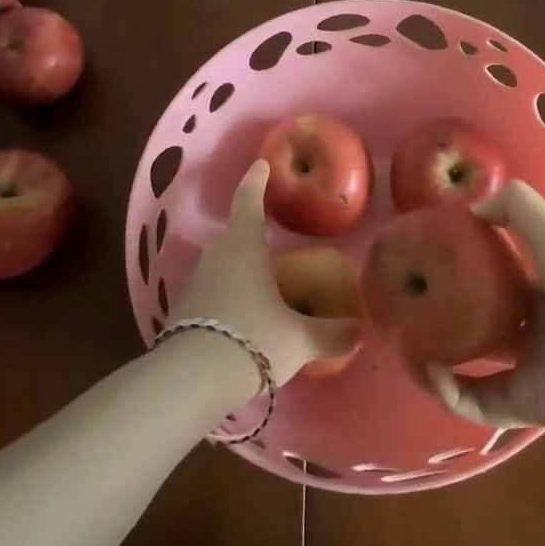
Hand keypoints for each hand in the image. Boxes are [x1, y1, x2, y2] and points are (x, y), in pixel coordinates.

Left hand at [172, 161, 362, 385]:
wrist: (191, 380)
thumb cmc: (253, 339)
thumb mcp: (300, 339)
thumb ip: (333, 333)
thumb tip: (360, 330)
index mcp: (244, 246)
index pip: (249, 201)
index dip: (256, 181)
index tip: (260, 165)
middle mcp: (217, 256)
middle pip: (236, 235)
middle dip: (253, 233)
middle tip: (275, 239)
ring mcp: (195, 283)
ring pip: (223, 265)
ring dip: (241, 268)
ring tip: (264, 284)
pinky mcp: (184, 312)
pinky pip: (213, 291)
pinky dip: (229, 295)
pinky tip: (244, 317)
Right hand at [429, 181, 544, 432]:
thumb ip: (515, 206)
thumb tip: (470, 210)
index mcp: (541, 292)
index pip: (497, 282)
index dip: (466, 273)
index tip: (432, 262)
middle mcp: (531, 332)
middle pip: (480, 325)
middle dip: (446, 319)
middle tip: (412, 309)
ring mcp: (525, 372)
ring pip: (471, 369)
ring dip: (439, 360)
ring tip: (409, 344)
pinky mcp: (520, 407)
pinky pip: (474, 404)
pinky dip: (449, 393)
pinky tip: (431, 373)